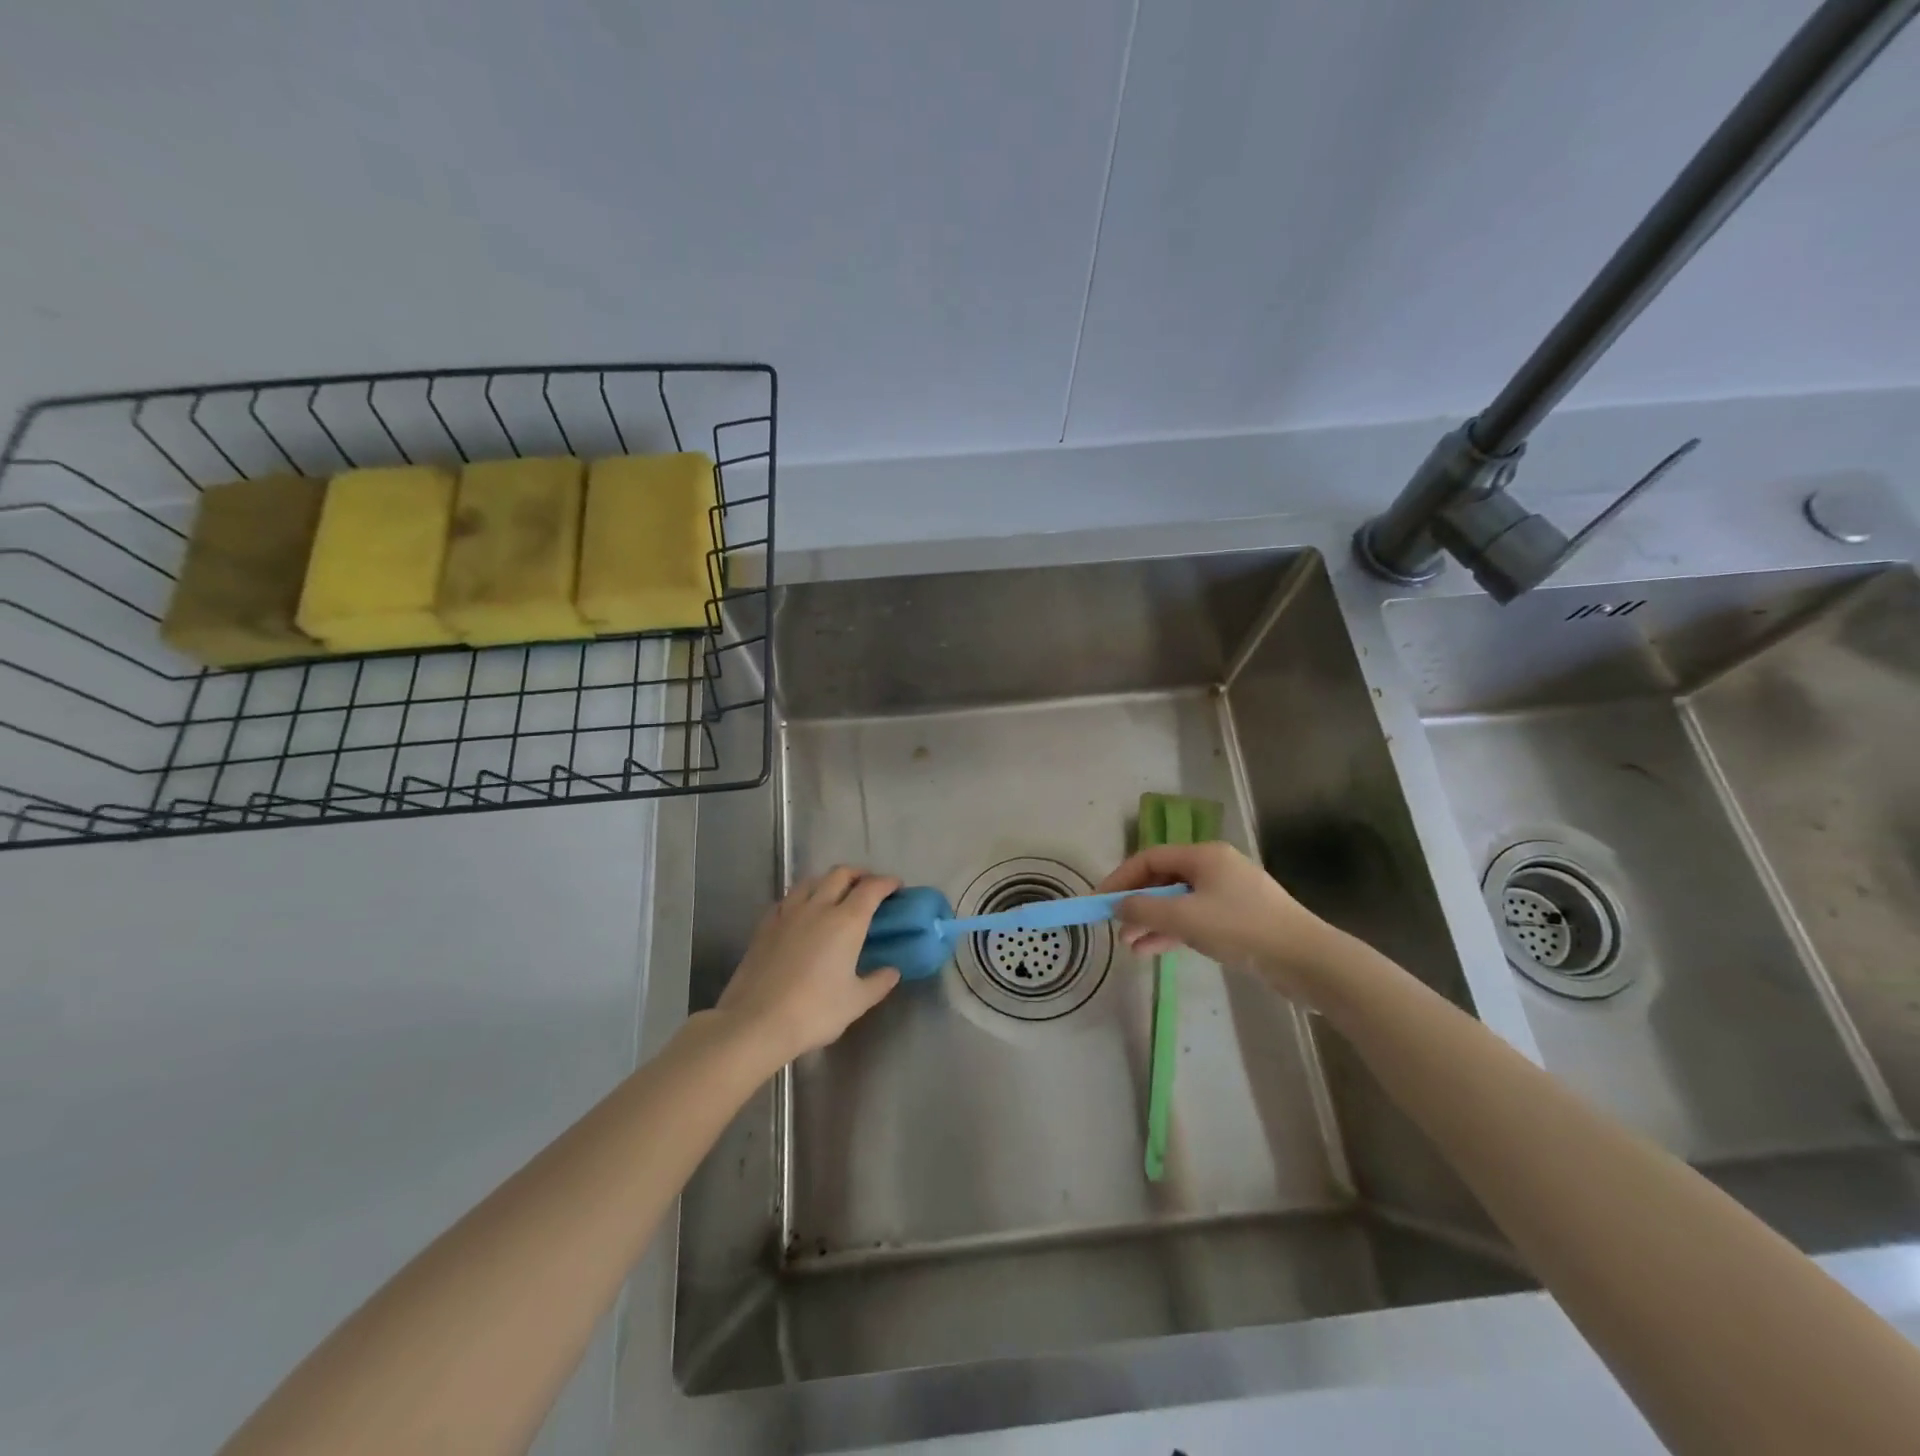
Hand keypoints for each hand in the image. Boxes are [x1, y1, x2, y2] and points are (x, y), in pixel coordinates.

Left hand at [715, 866, 901, 1069]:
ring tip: (836, 895)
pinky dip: (802, 897)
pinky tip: (802, 913)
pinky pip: (788, 899)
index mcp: (846, 921)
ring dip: (829, 881)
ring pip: (811, 881)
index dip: (887, 883)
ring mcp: (788, 913)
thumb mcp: (856, 1002)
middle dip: (859, 874)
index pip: (871, 888)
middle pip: (840, 874)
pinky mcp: (765, 925)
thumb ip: (878, 982)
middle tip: (869, 887)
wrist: (756, 1022)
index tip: (896, 887)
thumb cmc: (814, 1012)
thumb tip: (892, 971)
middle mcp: (818, 907)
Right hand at [1096, 842, 1338, 998]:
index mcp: (1204, 855)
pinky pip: (1195, 920)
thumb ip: (1144, 909)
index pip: (1150, 858)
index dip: (1121, 878)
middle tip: (1116, 927)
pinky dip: (1174, 932)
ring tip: (1131, 947)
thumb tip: (1117, 904)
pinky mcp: (1239, 920)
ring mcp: (1229, 894)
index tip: (1100, 901)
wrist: (1307, 960)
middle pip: (1164, 880)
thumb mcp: (1185, 918)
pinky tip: (1153, 950)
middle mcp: (1215, 868)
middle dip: (1137, 904)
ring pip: (1179, 903)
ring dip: (1153, 922)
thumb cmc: (1242, 929)